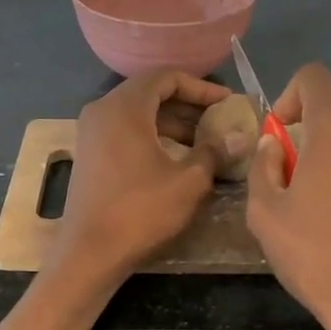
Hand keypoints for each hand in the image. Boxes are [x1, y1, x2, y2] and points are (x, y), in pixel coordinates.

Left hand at [54, 69, 237, 284]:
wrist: (90, 252)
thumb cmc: (141, 211)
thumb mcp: (188, 181)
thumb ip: (215, 151)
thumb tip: (240, 136)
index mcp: (124, 107)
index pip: (166, 77)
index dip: (201, 87)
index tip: (227, 102)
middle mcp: (103, 111)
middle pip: (151, 93)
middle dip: (188, 105)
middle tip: (219, 120)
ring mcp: (92, 133)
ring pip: (138, 114)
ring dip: (172, 123)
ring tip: (204, 142)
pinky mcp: (90, 154)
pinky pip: (126, 131)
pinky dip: (153, 136)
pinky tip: (177, 158)